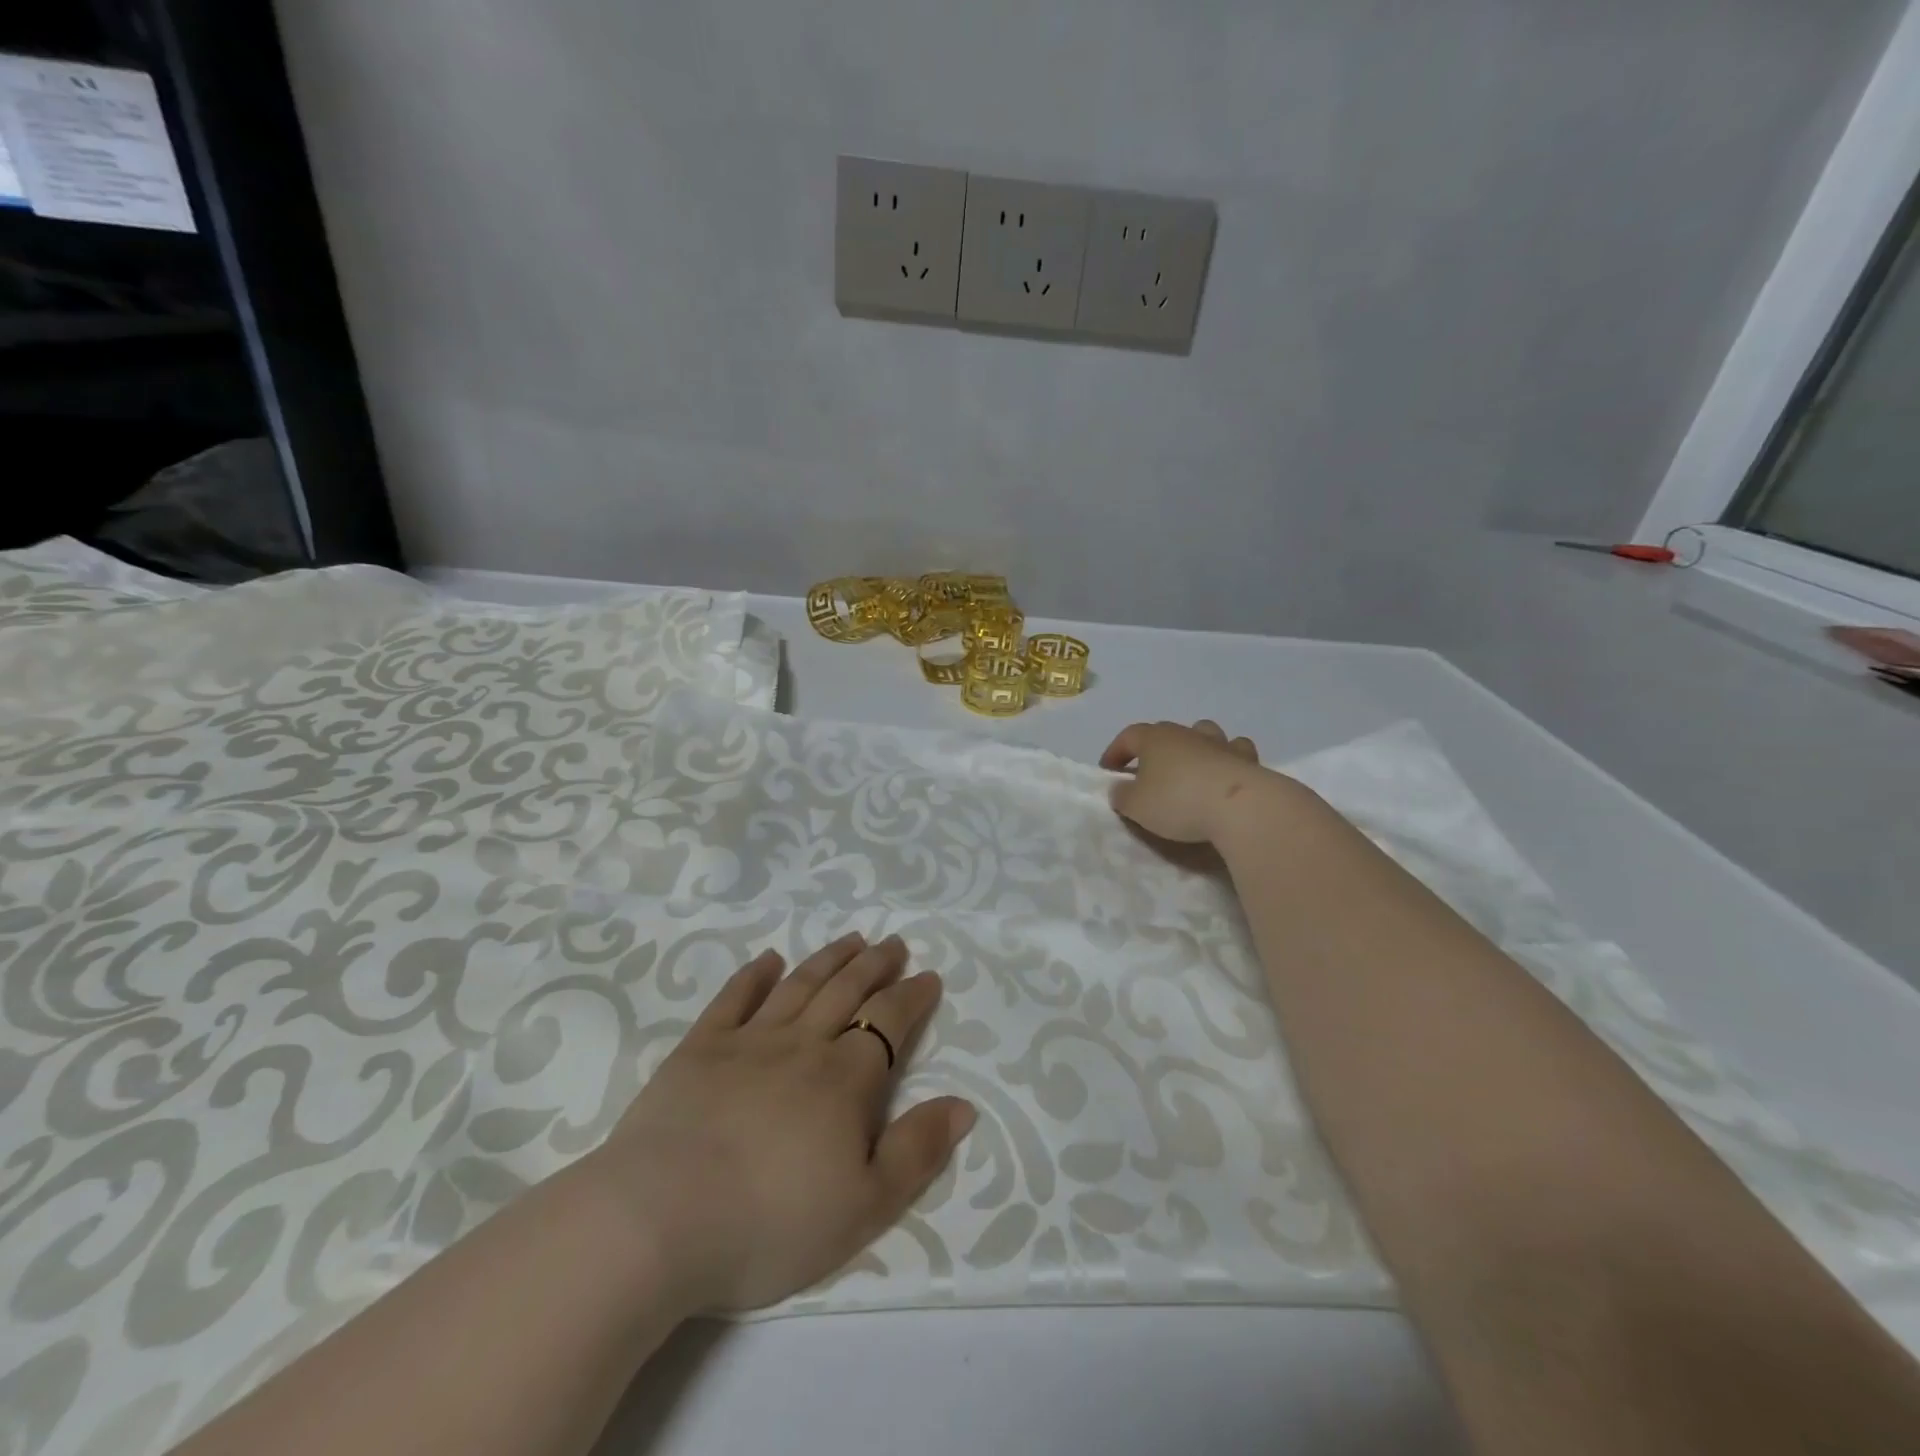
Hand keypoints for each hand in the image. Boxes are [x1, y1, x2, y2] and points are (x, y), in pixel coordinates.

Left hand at [587, 933, 974, 1314]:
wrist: (660, 1220)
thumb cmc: (770, 1222)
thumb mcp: (864, 1206)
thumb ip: (917, 1151)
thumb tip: (964, 1105)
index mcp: (845, 1078)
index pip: (889, 1022)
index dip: (913, 997)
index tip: (929, 977)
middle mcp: (802, 1044)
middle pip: (847, 990)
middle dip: (876, 965)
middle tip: (894, 943)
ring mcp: (748, 1041)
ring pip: (800, 985)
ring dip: (829, 959)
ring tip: (851, 939)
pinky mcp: (699, 1049)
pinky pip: (733, 999)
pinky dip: (753, 975)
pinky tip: (768, 960)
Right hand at [1100, 718, 1273, 843]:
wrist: (1239, 807)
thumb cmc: (1177, 802)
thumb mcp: (1135, 806)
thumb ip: (1121, 795)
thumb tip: (1120, 787)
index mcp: (1154, 739)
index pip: (1128, 736)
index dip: (1115, 752)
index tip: (1109, 771)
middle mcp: (1186, 733)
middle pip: (1164, 732)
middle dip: (1152, 750)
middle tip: (1146, 773)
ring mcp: (1219, 743)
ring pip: (1202, 733)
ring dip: (1192, 746)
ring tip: (1188, 768)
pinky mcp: (1246, 759)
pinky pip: (1234, 749)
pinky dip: (1226, 757)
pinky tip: (1223, 772)